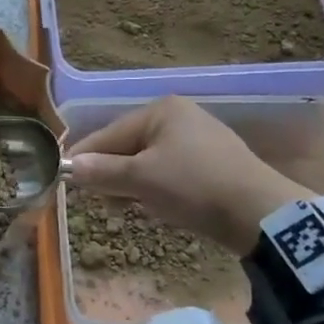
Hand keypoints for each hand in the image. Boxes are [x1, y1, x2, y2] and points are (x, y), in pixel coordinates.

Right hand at [65, 96, 313, 255]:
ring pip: (149, 161)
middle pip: (129, 146)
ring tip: (126, 209)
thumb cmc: (193, 186)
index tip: (64, 178)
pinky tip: (157, 208)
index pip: (110, 133)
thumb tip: (69, 167)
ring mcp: (199, 139)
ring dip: (133, 185)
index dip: (85, 157)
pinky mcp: (212, 163)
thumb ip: (103, 172)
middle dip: (112, 174)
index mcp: (161, 111)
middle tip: (98, 200)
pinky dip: (157, 188)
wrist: (259, 213)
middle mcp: (179, 117)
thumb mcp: (142, 180)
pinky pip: (170, 172)